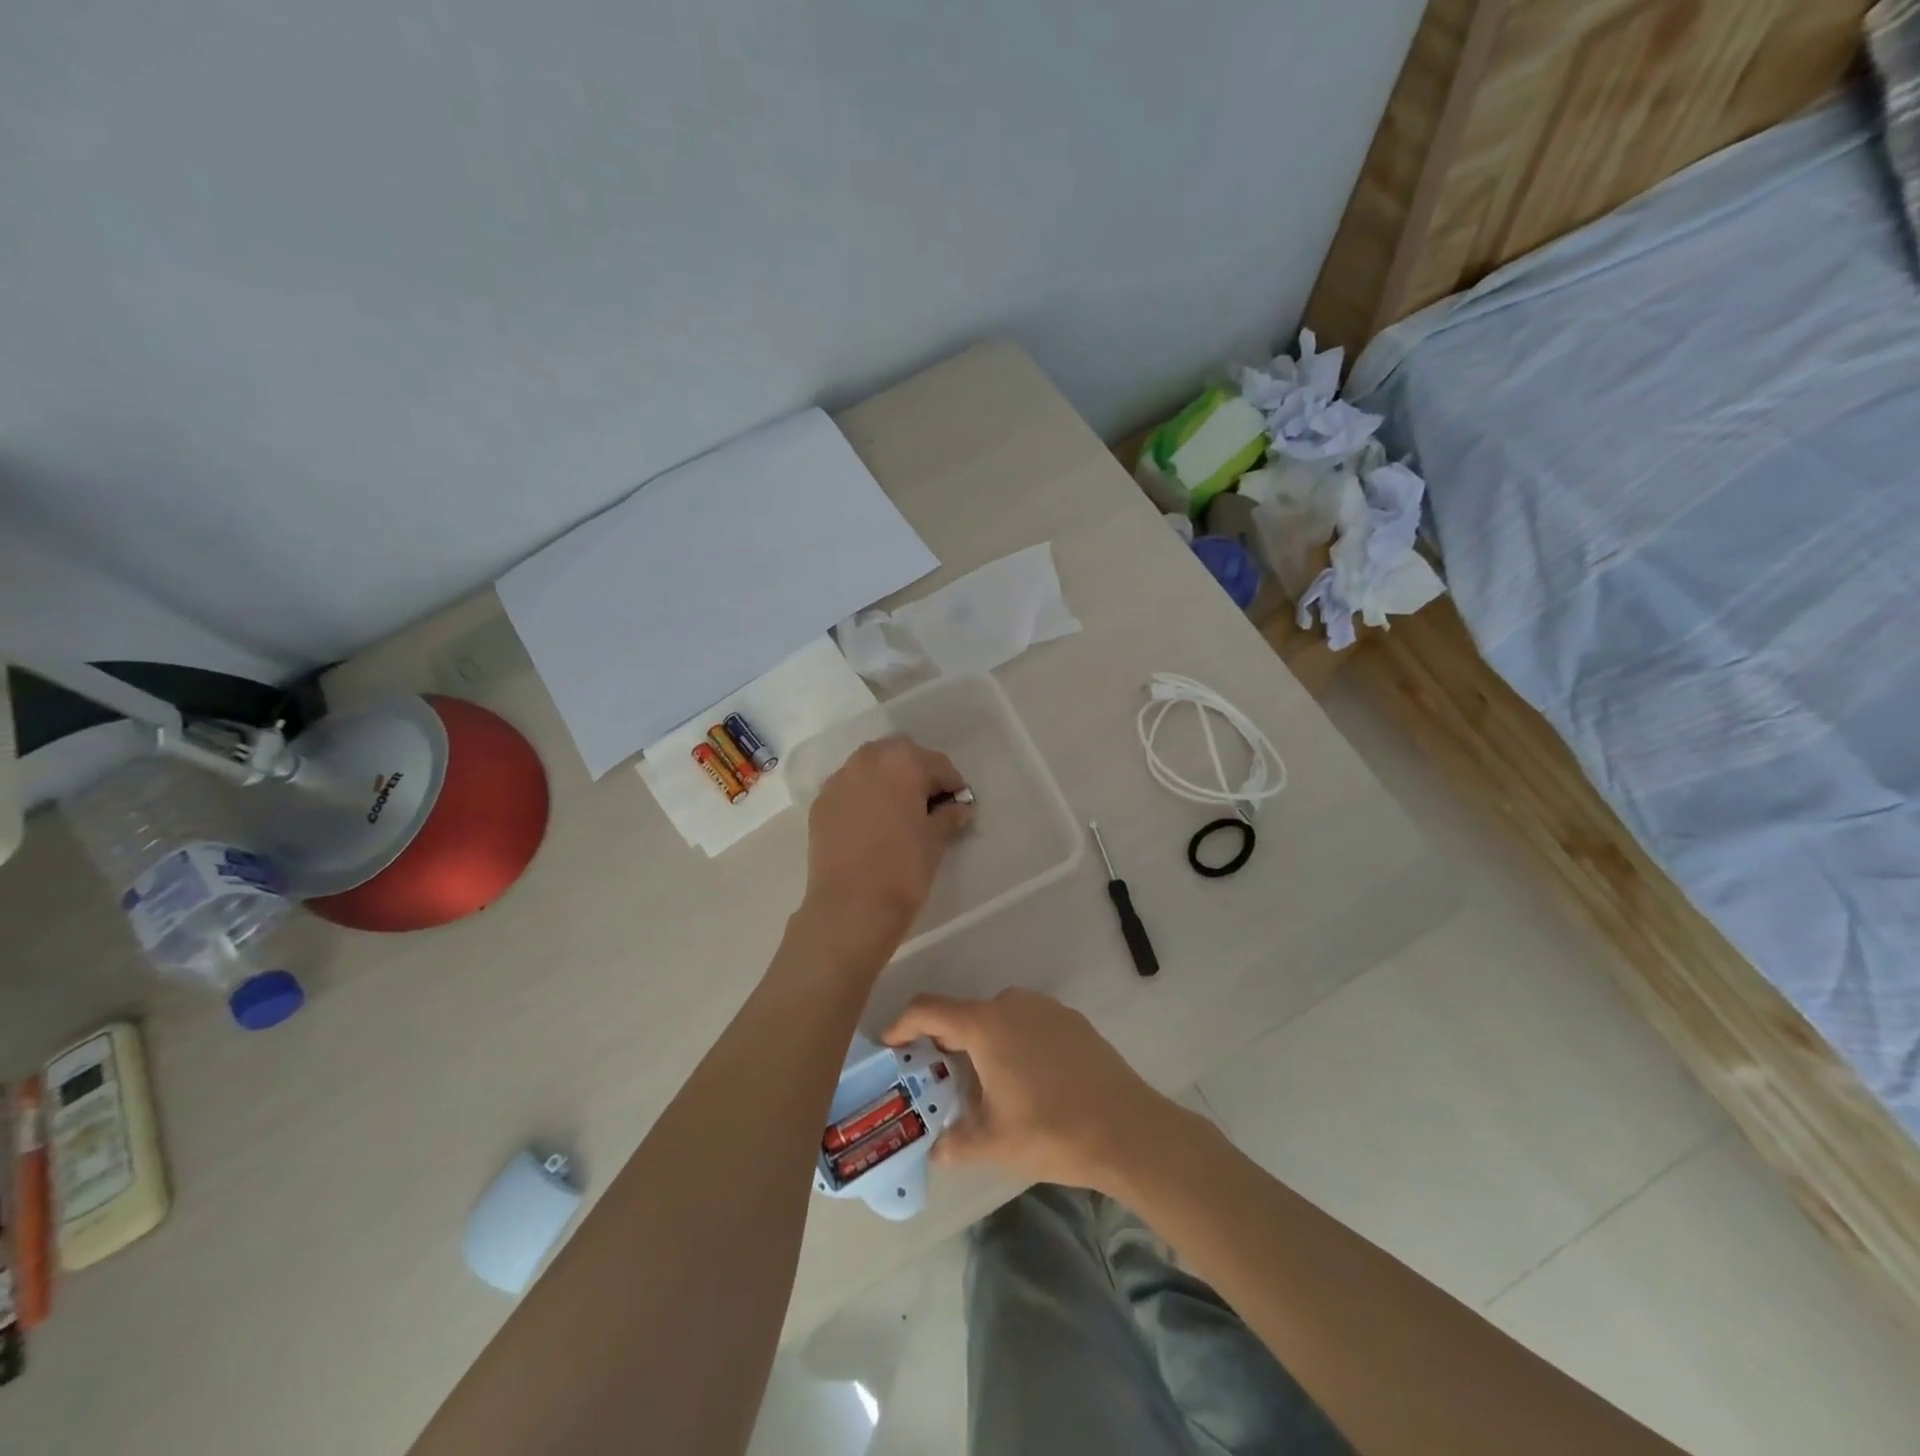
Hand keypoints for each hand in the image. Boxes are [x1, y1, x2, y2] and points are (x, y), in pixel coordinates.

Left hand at [800, 736, 972, 961]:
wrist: (850, 907)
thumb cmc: (903, 869)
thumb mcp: (935, 841)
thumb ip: (948, 817)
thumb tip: (957, 809)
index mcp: (902, 762)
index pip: (936, 763)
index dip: (952, 784)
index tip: (959, 804)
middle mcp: (867, 760)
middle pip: (899, 755)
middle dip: (916, 772)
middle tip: (928, 803)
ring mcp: (838, 781)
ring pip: (869, 768)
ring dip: (887, 780)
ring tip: (898, 811)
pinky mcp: (820, 804)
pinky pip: (848, 789)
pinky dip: (863, 796)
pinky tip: (872, 823)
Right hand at [882, 989, 1183, 1194]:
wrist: (1127, 1128)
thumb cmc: (1051, 1130)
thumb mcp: (993, 1143)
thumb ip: (955, 1142)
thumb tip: (936, 1149)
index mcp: (985, 1024)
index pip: (928, 1009)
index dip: (902, 1024)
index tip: (890, 1046)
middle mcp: (1012, 1003)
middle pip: (964, 1014)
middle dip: (944, 1043)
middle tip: (937, 1079)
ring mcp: (1045, 1008)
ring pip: (997, 1019)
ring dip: (982, 1044)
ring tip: (984, 1087)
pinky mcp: (1071, 1020)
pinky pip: (1027, 1024)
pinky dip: (1014, 1043)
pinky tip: (1027, 1082)